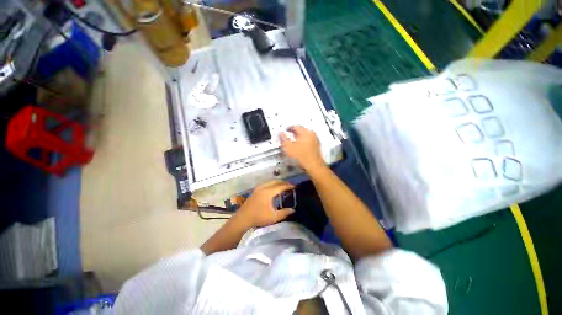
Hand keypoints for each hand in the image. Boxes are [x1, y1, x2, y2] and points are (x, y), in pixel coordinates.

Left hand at [234, 180, 295, 228]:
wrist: (242, 219)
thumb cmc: (258, 218)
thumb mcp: (273, 217)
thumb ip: (284, 213)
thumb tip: (293, 210)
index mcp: (268, 192)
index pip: (280, 186)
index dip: (288, 186)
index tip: (294, 186)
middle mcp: (263, 188)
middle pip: (275, 181)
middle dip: (283, 182)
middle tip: (290, 185)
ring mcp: (258, 188)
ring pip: (270, 181)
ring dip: (277, 182)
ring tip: (282, 186)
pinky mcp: (255, 191)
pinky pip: (265, 184)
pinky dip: (271, 184)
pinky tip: (272, 188)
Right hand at [279, 126, 324, 172]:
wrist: (314, 167)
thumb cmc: (300, 157)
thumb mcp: (288, 148)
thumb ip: (283, 139)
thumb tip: (280, 132)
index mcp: (305, 132)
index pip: (295, 126)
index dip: (287, 129)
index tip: (283, 133)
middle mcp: (312, 134)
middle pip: (300, 131)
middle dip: (292, 134)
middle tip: (287, 138)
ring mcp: (315, 140)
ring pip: (304, 136)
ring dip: (297, 138)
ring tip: (292, 144)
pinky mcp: (317, 147)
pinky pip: (308, 141)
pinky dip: (302, 143)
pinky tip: (299, 149)